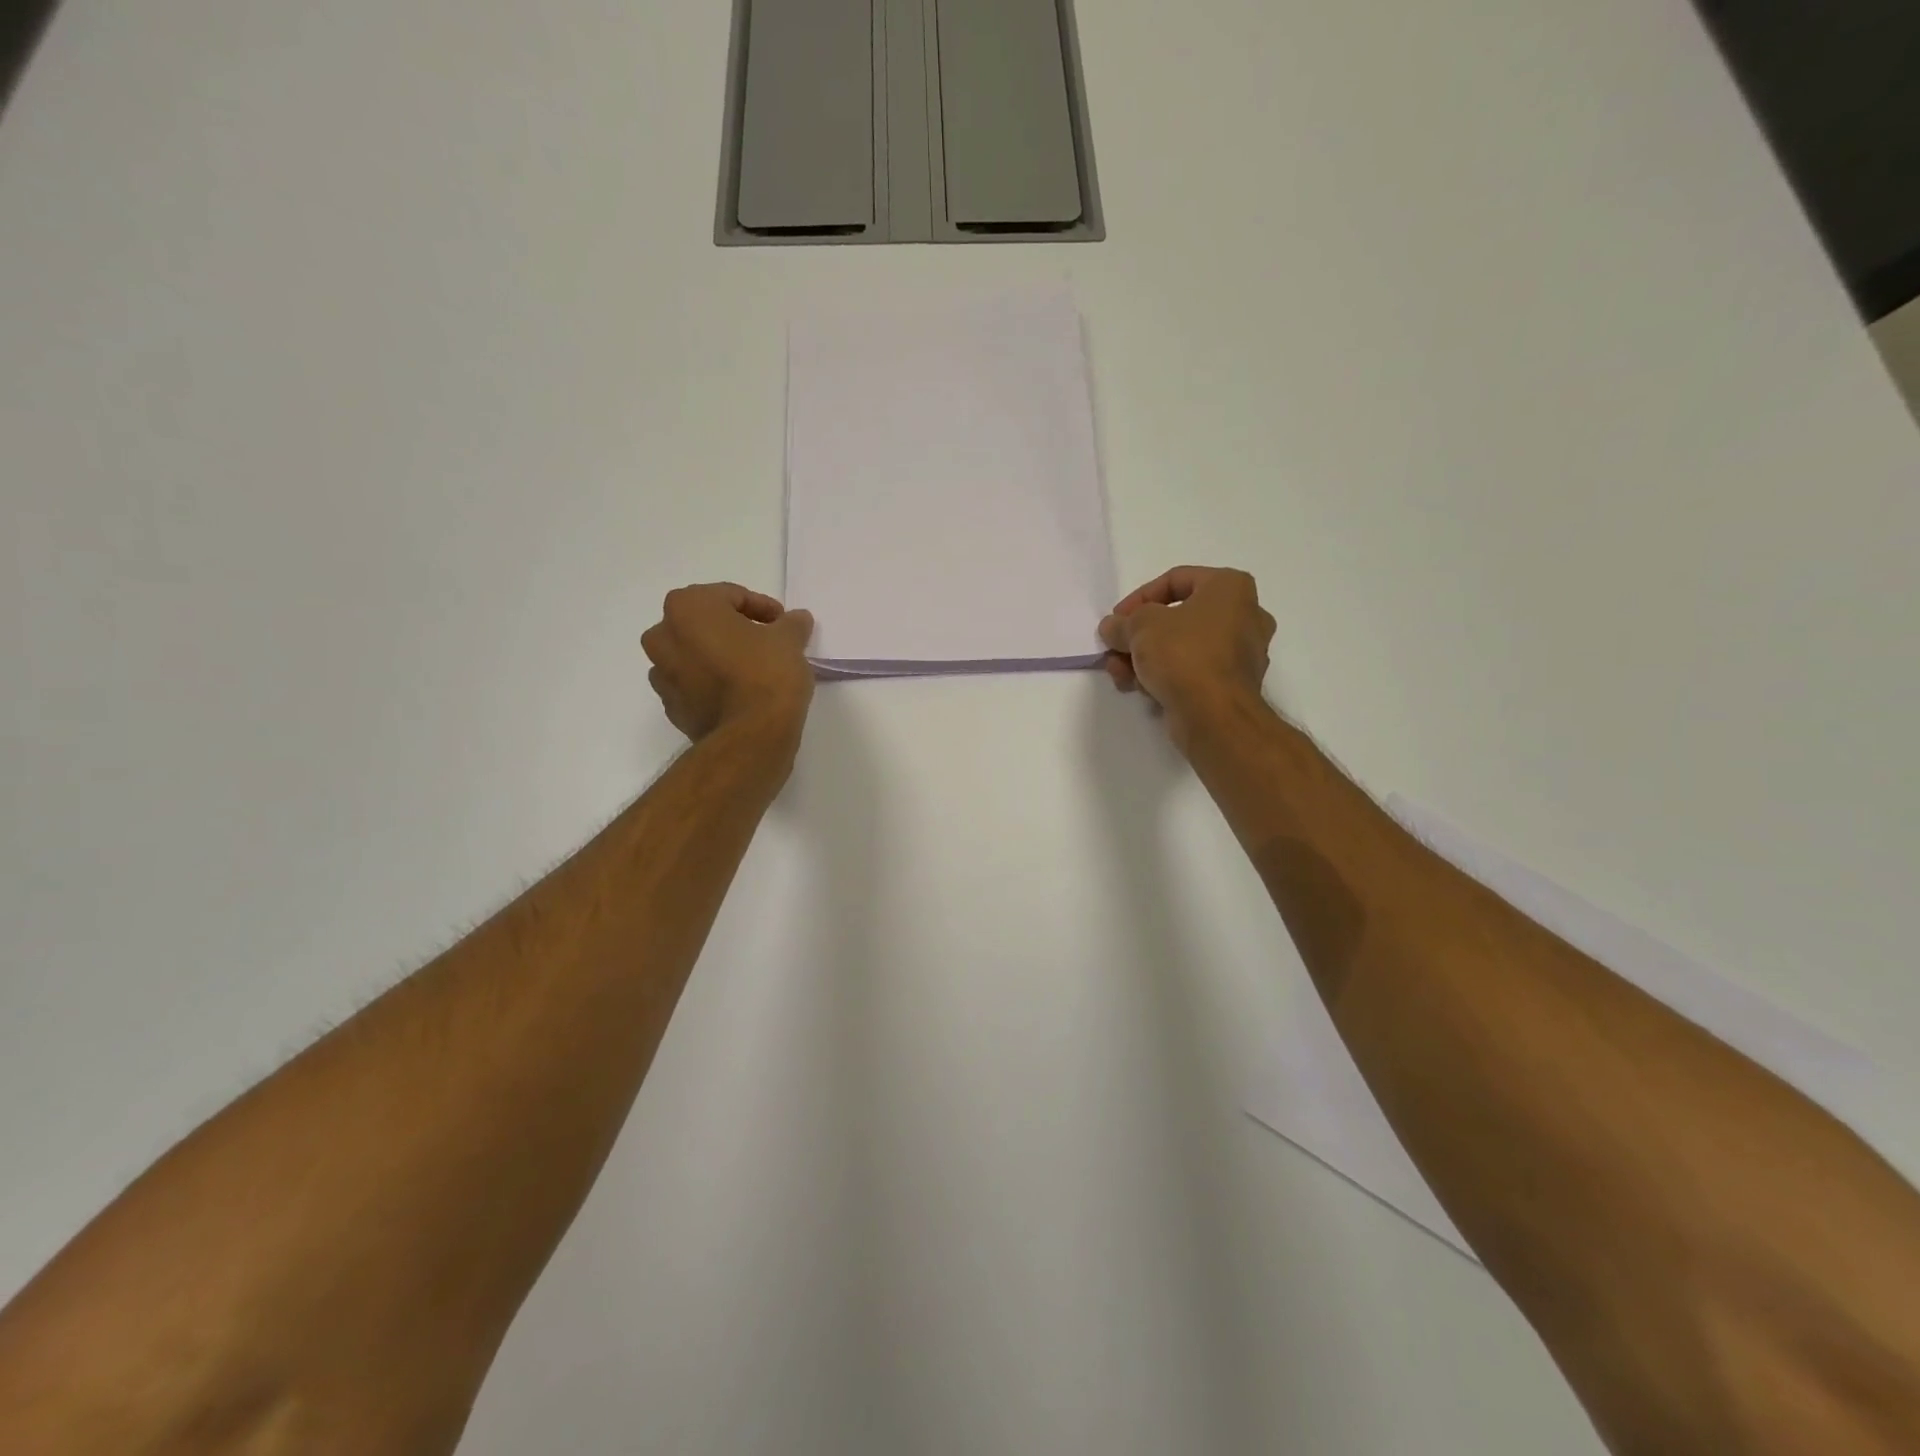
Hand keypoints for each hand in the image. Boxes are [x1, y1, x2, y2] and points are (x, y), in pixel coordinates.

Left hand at [642, 584, 815, 744]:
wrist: (750, 736)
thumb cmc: (766, 674)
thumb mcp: (790, 640)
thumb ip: (791, 624)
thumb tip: (796, 619)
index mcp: (688, 607)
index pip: (730, 596)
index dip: (762, 607)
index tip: (783, 623)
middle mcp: (663, 636)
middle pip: (704, 623)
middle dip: (733, 630)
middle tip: (765, 643)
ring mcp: (662, 674)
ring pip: (693, 655)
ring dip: (718, 657)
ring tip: (751, 671)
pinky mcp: (671, 707)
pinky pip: (693, 685)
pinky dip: (711, 684)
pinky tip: (739, 694)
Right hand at [1099, 566, 1273, 742]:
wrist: (1215, 715)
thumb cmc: (1183, 654)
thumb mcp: (1140, 627)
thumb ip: (1122, 622)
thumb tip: (1112, 628)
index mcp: (1231, 588)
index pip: (1176, 579)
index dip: (1139, 598)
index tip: (1117, 620)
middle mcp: (1244, 615)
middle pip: (1177, 618)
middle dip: (1139, 636)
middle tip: (1115, 649)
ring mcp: (1241, 654)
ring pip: (1182, 647)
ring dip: (1145, 659)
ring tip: (1119, 675)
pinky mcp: (1232, 685)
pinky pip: (1192, 671)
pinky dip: (1166, 676)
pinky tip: (1141, 690)